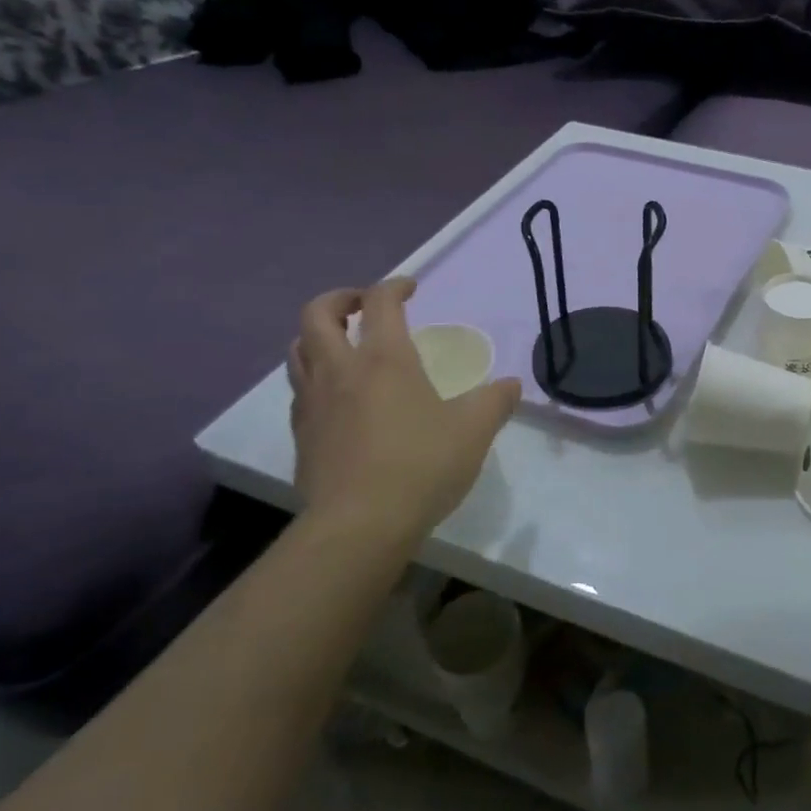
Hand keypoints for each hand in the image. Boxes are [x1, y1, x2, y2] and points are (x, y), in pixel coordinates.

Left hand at [288, 281, 520, 546]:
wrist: (359, 525)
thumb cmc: (421, 466)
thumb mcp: (474, 431)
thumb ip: (496, 402)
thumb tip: (512, 385)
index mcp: (384, 359)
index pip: (380, 302)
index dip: (395, 286)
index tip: (410, 288)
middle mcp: (340, 370)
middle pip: (317, 314)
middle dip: (339, 298)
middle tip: (361, 305)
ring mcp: (313, 402)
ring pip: (298, 350)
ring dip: (318, 335)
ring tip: (342, 345)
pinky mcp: (301, 434)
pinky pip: (299, 389)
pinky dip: (313, 377)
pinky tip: (335, 397)